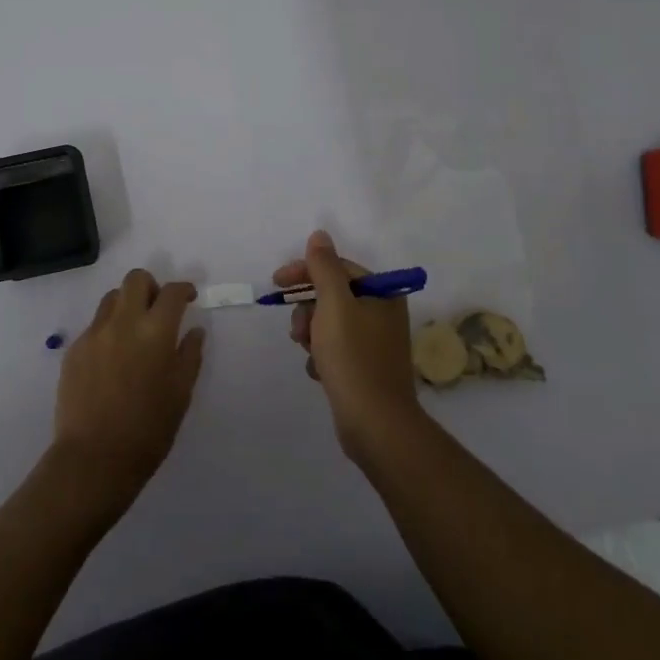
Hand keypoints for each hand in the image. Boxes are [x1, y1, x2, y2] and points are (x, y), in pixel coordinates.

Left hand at [51, 269, 205, 497]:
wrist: (94, 458)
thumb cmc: (148, 430)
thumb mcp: (181, 394)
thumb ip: (190, 355)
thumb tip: (194, 330)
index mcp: (155, 332)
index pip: (172, 292)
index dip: (184, 289)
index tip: (188, 297)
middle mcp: (123, 322)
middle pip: (136, 279)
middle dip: (151, 286)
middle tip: (158, 309)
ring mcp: (94, 334)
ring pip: (111, 298)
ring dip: (127, 304)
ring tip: (134, 331)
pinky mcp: (74, 349)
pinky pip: (94, 325)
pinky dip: (108, 330)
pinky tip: (113, 359)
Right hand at [275, 229, 422, 459]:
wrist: (375, 424)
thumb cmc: (353, 357)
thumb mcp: (333, 304)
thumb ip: (323, 267)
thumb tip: (319, 235)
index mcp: (382, 294)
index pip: (337, 268)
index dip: (305, 272)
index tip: (276, 283)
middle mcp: (383, 314)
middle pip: (332, 296)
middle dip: (308, 309)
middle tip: (299, 330)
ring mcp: (375, 342)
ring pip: (329, 323)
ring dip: (311, 333)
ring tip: (309, 352)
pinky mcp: (365, 368)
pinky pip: (335, 349)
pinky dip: (321, 356)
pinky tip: (318, 372)